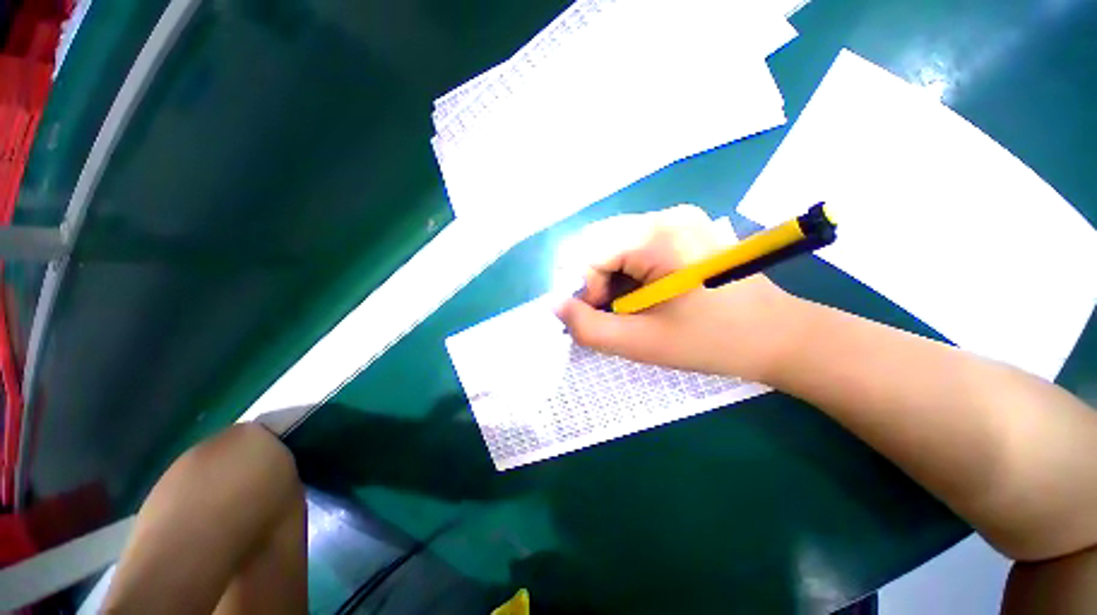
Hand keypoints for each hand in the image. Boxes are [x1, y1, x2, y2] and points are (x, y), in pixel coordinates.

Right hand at [554, 205, 802, 381]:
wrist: (778, 335)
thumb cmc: (712, 341)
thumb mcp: (642, 343)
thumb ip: (589, 327)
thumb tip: (553, 304)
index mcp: (658, 236)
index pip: (590, 253)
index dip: (585, 288)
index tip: (603, 316)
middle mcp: (666, 215)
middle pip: (601, 243)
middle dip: (596, 281)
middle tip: (616, 312)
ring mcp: (678, 218)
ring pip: (616, 244)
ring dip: (612, 277)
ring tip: (634, 305)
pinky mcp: (684, 228)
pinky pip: (636, 245)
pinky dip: (629, 271)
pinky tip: (648, 293)